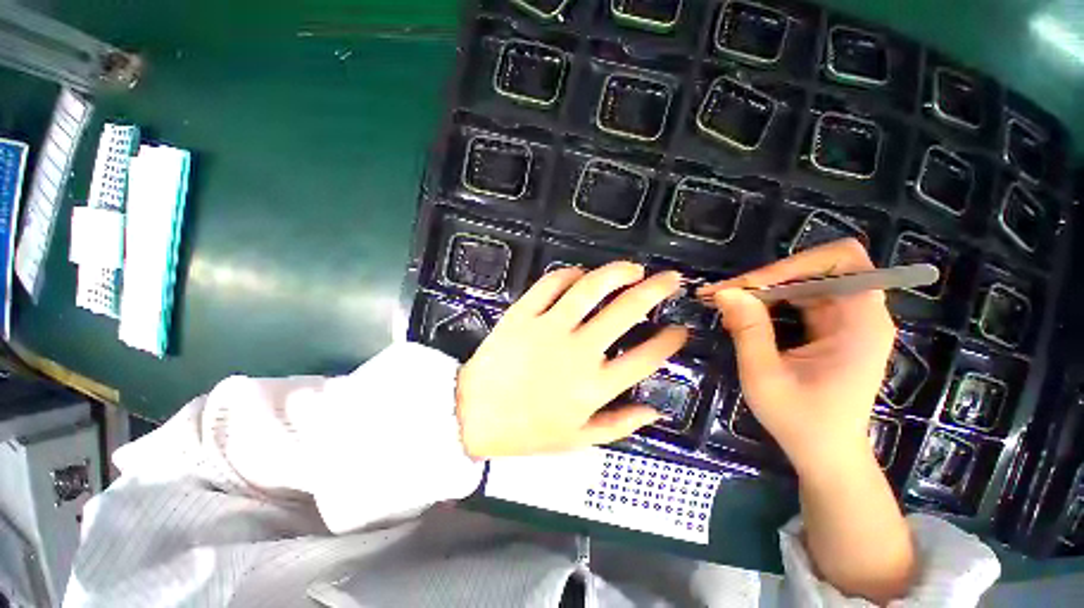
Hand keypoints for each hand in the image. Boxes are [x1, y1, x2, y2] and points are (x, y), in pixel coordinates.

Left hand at [457, 262, 688, 458]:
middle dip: (655, 290)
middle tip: (669, 279)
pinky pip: (551, 284)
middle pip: (626, 311)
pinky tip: (581, 275)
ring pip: (590, 288)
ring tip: (633, 268)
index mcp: (594, 386)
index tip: (680, 329)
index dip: (669, 341)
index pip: (645, 357)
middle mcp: (578, 351)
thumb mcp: (578, 440)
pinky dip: (570, 275)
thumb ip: (619, 425)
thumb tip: (655, 411)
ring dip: (617, 272)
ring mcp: (549, 328)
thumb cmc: (527, 430)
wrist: (473, 414)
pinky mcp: (523, 314)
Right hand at [699, 239, 896, 477]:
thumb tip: (725, 291)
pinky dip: (768, 301)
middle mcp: (861, 313)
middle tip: (725, 293)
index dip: (794, 264)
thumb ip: (748, 330)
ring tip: (725, 302)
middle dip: (768, 276)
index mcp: (861, 323)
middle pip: (818, 267)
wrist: (825, 452)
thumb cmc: (800, 420)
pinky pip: (799, 298)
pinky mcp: (832, 328)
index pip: (842, 261)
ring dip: (763, 288)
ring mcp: (847, 320)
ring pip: (804, 280)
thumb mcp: (765, 376)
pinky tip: (742, 314)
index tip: (749, 286)